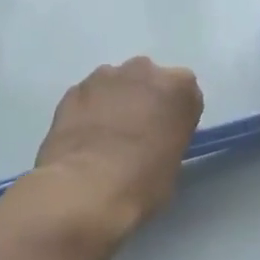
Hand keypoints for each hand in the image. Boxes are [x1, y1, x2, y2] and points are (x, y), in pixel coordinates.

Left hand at [33, 57, 203, 228]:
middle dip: (144, 100)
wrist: (85, 188)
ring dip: (114, 102)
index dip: (175, 116)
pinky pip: (88, 96)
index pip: (185, 94)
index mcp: (179, 88)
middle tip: (136, 134)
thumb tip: (154, 141)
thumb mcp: (174, 163)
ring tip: (104, 137)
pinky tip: (83, 138)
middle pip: (149, 80)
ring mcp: (106, 76)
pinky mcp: (74, 89)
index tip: (167, 136)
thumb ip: (169, 137)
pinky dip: (88, 111)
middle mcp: (145, 71)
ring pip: (116, 84)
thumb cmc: (142, 182)